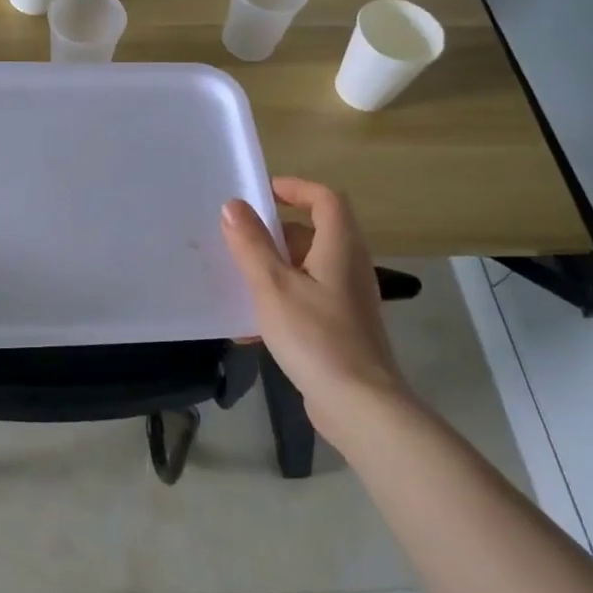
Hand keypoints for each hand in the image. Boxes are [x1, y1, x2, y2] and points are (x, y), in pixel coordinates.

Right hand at [220, 178, 410, 444]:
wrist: (358, 404)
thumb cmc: (315, 337)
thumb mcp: (273, 286)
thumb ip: (251, 244)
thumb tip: (234, 206)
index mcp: (340, 248)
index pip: (326, 200)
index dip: (296, 189)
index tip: (262, 193)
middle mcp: (350, 267)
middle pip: (317, 232)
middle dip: (277, 231)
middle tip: (240, 239)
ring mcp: (349, 300)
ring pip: (310, 266)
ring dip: (277, 265)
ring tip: (240, 278)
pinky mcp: (343, 327)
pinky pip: (310, 296)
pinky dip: (284, 296)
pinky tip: (254, 322)